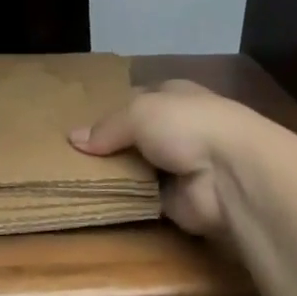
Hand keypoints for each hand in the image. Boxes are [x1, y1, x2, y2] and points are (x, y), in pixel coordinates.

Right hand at [70, 80, 261, 238]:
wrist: (229, 175)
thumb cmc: (186, 125)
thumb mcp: (138, 112)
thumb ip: (107, 127)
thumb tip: (73, 139)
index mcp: (174, 95)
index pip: (137, 98)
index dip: (111, 107)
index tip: (79, 120)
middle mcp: (178, 128)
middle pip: (134, 135)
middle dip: (107, 144)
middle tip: (67, 153)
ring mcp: (178, 165)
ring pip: (135, 167)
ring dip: (113, 173)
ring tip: (71, 176)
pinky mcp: (176, 200)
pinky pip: (141, 197)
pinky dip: (123, 199)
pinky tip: (93, 199)